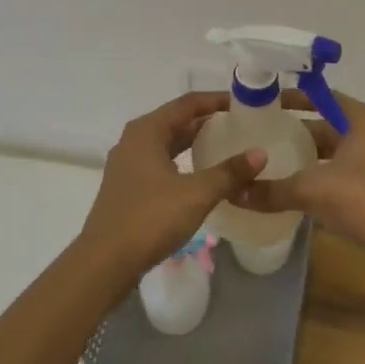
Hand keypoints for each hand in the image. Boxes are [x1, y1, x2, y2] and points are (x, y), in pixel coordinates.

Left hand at [79, 92, 266, 279]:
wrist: (104, 263)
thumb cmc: (149, 219)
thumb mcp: (196, 194)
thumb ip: (229, 172)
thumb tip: (260, 153)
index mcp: (147, 130)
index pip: (187, 103)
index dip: (216, 100)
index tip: (244, 103)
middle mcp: (134, 140)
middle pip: (176, 121)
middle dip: (207, 122)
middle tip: (240, 126)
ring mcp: (128, 164)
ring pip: (168, 143)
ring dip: (195, 143)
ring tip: (227, 147)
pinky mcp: (128, 187)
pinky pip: (161, 163)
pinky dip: (183, 162)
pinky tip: (202, 176)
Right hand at [233, 89, 364, 253]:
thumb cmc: (364, 200)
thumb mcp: (312, 190)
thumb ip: (273, 190)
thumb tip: (234, 193)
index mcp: (363, 119)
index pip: (323, 97)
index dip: (294, 98)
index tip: (266, 103)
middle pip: (330, 123)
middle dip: (298, 129)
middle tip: (264, 133)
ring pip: (337, 150)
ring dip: (310, 154)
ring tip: (276, 160)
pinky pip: (346, 171)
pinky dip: (324, 174)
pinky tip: (300, 188)